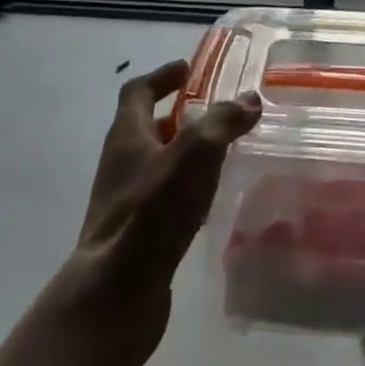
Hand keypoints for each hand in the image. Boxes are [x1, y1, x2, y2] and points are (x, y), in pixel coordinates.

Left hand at [42, 59, 259, 365]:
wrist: (115, 296)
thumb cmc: (152, 211)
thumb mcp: (196, 152)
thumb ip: (223, 121)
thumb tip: (249, 99)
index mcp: (127, 135)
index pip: (138, 91)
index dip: (162, 76)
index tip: (188, 69)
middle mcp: (120, 164)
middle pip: (147, 127)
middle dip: (179, 116)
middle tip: (216, 111)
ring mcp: (125, 203)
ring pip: (157, 165)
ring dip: (185, 154)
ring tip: (222, 153)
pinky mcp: (136, 236)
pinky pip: (163, 200)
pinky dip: (187, 190)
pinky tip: (212, 201)